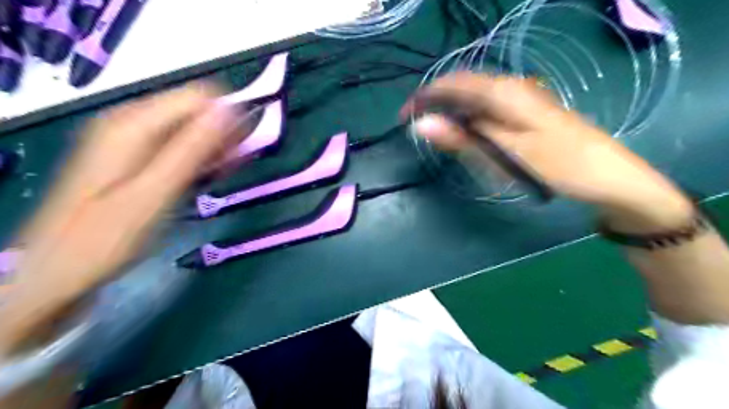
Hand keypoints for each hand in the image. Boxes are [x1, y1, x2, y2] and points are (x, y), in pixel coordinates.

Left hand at [0, 82, 249, 352]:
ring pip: (190, 129)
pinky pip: (178, 146)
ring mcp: (132, 140)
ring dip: (214, 150)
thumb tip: (230, 110)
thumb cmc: (109, 235)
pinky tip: (204, 179)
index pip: (199, 96)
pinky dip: (198, 160)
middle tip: (234, 168)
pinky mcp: (135, 157)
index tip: (245, 149)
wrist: (61, 269)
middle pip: (195, 111)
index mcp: (134, 123)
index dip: (229, 117)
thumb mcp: (157, 191)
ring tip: (220, 177)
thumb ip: (193, 147)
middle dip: (223, 136)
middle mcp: (132, 122)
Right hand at [404, 72, 693, 231]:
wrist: (607, 176)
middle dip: (437, 103)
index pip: (453, 83)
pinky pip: (488, 109)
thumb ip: (462, 137)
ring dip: (452, 112)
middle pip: (463, 87)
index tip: (404, 117)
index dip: (425, 96)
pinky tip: (467, 134)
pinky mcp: (525, 113)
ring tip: (437, 133)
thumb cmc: (557, 164)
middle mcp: (511, 88)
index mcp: (504, 92)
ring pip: (475, 98)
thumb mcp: (504, 153)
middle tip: (419, 128)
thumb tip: (421, 124)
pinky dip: (469, 119)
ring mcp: (521, 99)